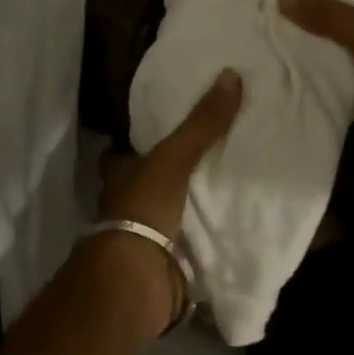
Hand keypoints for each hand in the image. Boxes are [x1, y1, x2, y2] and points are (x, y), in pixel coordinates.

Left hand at [92, 69, 241, 335]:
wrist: (136, 279)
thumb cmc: (143, 208)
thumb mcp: (173, 157)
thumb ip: (201, 123)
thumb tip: (231, 74)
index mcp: (120, 176)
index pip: (125, 154)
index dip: (140, 143)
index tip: (167, 130)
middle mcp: (127, 205)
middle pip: (149, 185)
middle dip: (172, 177)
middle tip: (211, 158)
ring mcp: (145, 238)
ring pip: (170, 216)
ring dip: (191, 209)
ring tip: (230, 189)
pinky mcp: (166, 266)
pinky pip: (190, 248)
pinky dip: (206, 241)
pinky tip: (233, 229)